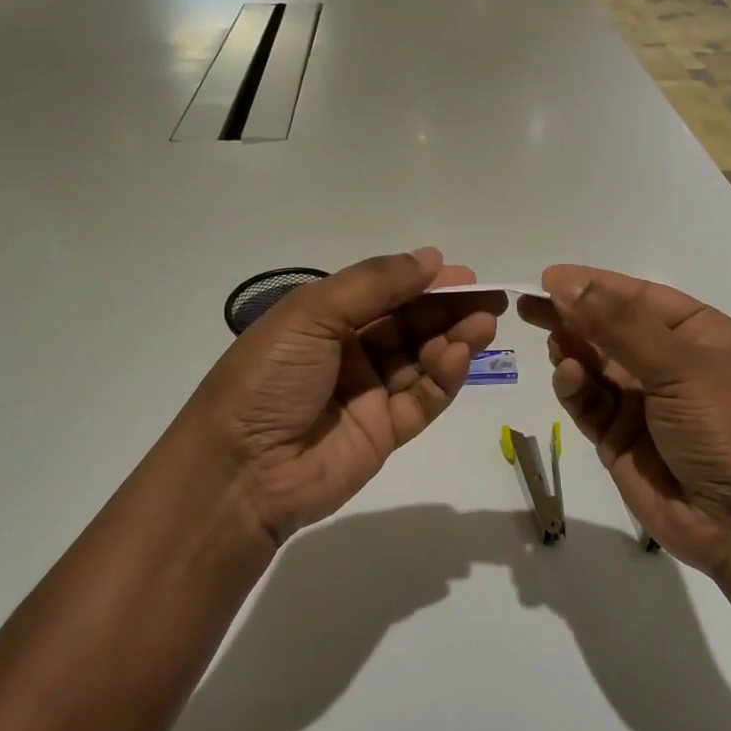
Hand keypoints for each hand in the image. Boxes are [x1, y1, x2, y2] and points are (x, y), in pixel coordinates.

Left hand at [171, 249, 505, 544]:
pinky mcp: (384, 432)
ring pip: (420, 360)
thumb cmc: (269, 378)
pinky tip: (459, 354)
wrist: (241, 472)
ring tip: (484, 323)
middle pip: (408, 324)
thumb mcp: (311, 315)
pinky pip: (422, 399)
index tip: (463, 274)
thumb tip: (431, 258)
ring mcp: (367, 394)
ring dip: (453, 338)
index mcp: (321, 319)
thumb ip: (374, 284)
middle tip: (489, 298)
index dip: (422, 282)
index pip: (383, 293)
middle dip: (447, 309)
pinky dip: (443, 377)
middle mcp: (347, 352)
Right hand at [517, 265, 730, 581]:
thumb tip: (566, 283)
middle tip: (527, 305)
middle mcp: (669, 364)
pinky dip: (574, 388)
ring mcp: (642, 402)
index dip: (594, 284)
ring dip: (572, 351)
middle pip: (609, 329)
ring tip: (553, 341)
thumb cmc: (726, 428)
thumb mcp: (680, 367)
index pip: (638, 297)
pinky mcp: (618, 438)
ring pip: (594, 365)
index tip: (549, 277)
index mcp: (698, 335)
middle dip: (572, 315)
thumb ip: (619, 325)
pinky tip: (567, 376)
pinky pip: (588, 403)